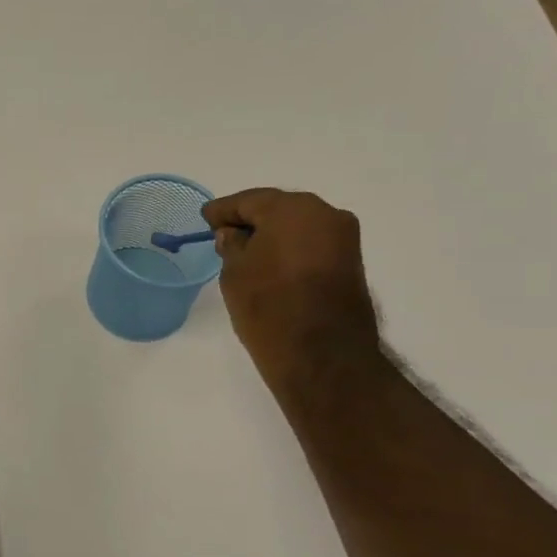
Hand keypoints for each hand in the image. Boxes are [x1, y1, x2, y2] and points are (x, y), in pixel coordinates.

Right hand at [202, 188, 381, 402]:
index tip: (205, 218)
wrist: (323, 356)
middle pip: (278, 209)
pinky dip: (291, 250)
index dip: (223, 210)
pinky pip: (312, 245)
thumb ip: (231, 246)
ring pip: (299, 227)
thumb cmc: (269, 307)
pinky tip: (273, 265)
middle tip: (225, 234)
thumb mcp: (235, 274)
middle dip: (251, 220)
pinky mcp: (351, 263)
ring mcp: (343, 238)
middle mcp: (325, 213)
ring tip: (247, 253)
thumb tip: (234, 235)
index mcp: (292, 208)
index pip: (248, 201)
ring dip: (274, 236)